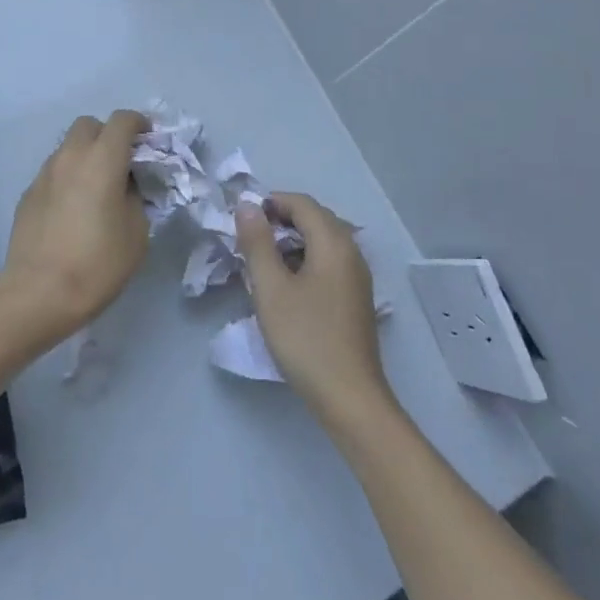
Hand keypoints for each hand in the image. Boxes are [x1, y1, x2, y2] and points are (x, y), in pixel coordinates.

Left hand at [0, 111, 149, 350]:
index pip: (122, 120)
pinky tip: (73, 210)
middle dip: (108, 135)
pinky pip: (53, 172)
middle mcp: (70, 156)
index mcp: (102, 160)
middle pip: (89, 125)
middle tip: (121, 163)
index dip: (139, 124)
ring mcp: (44, 174)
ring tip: (96, 189)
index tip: (149, 141)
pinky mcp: (27, 194)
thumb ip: (135, 197)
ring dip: (85, 156)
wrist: (38, 293)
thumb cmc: (98, 263)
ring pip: (68, 147)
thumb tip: (125, 187)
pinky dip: (68, 178)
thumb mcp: (137, 232)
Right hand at [238, 192, 394, 424]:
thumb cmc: (306, 338)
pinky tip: (286, 285)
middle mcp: (352, 252)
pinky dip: (304, 261)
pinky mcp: (356, 298)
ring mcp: (357, 276)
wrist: (349, 397)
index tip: (241, 219)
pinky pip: (328, 263)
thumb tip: (247, 206)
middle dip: (280, 221)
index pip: (302, 203)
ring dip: (291, 242)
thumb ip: (257, 243)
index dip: (271, 202)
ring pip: (322, 242)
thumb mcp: (271, 289)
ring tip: (262, 263)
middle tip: (248, 240)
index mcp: (334, 243)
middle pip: (315, 219)